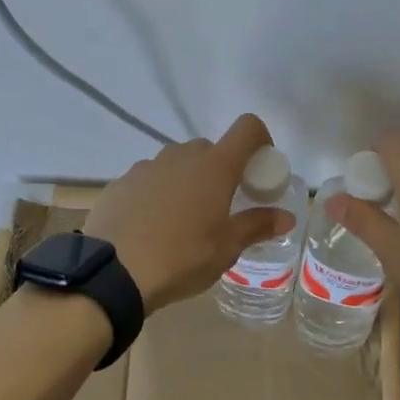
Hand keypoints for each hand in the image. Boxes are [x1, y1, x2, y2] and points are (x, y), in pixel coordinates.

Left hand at [84, 114, 295, 313]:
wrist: (113, 272)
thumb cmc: (182, 257)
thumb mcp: (226, 248)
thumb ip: (257, 226)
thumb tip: (286, 217)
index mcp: (215, 166)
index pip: (247, 128)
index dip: (260, 139)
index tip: (260, 167)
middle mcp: (182, 155)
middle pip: (210, 149)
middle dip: (221, 171)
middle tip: (222, 205)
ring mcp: (148, 166)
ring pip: (177, 164)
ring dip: (187, 182)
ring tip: (183, 222)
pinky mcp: (122, 181)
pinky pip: (149, 180)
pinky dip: (158, 194)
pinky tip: (151, 227)